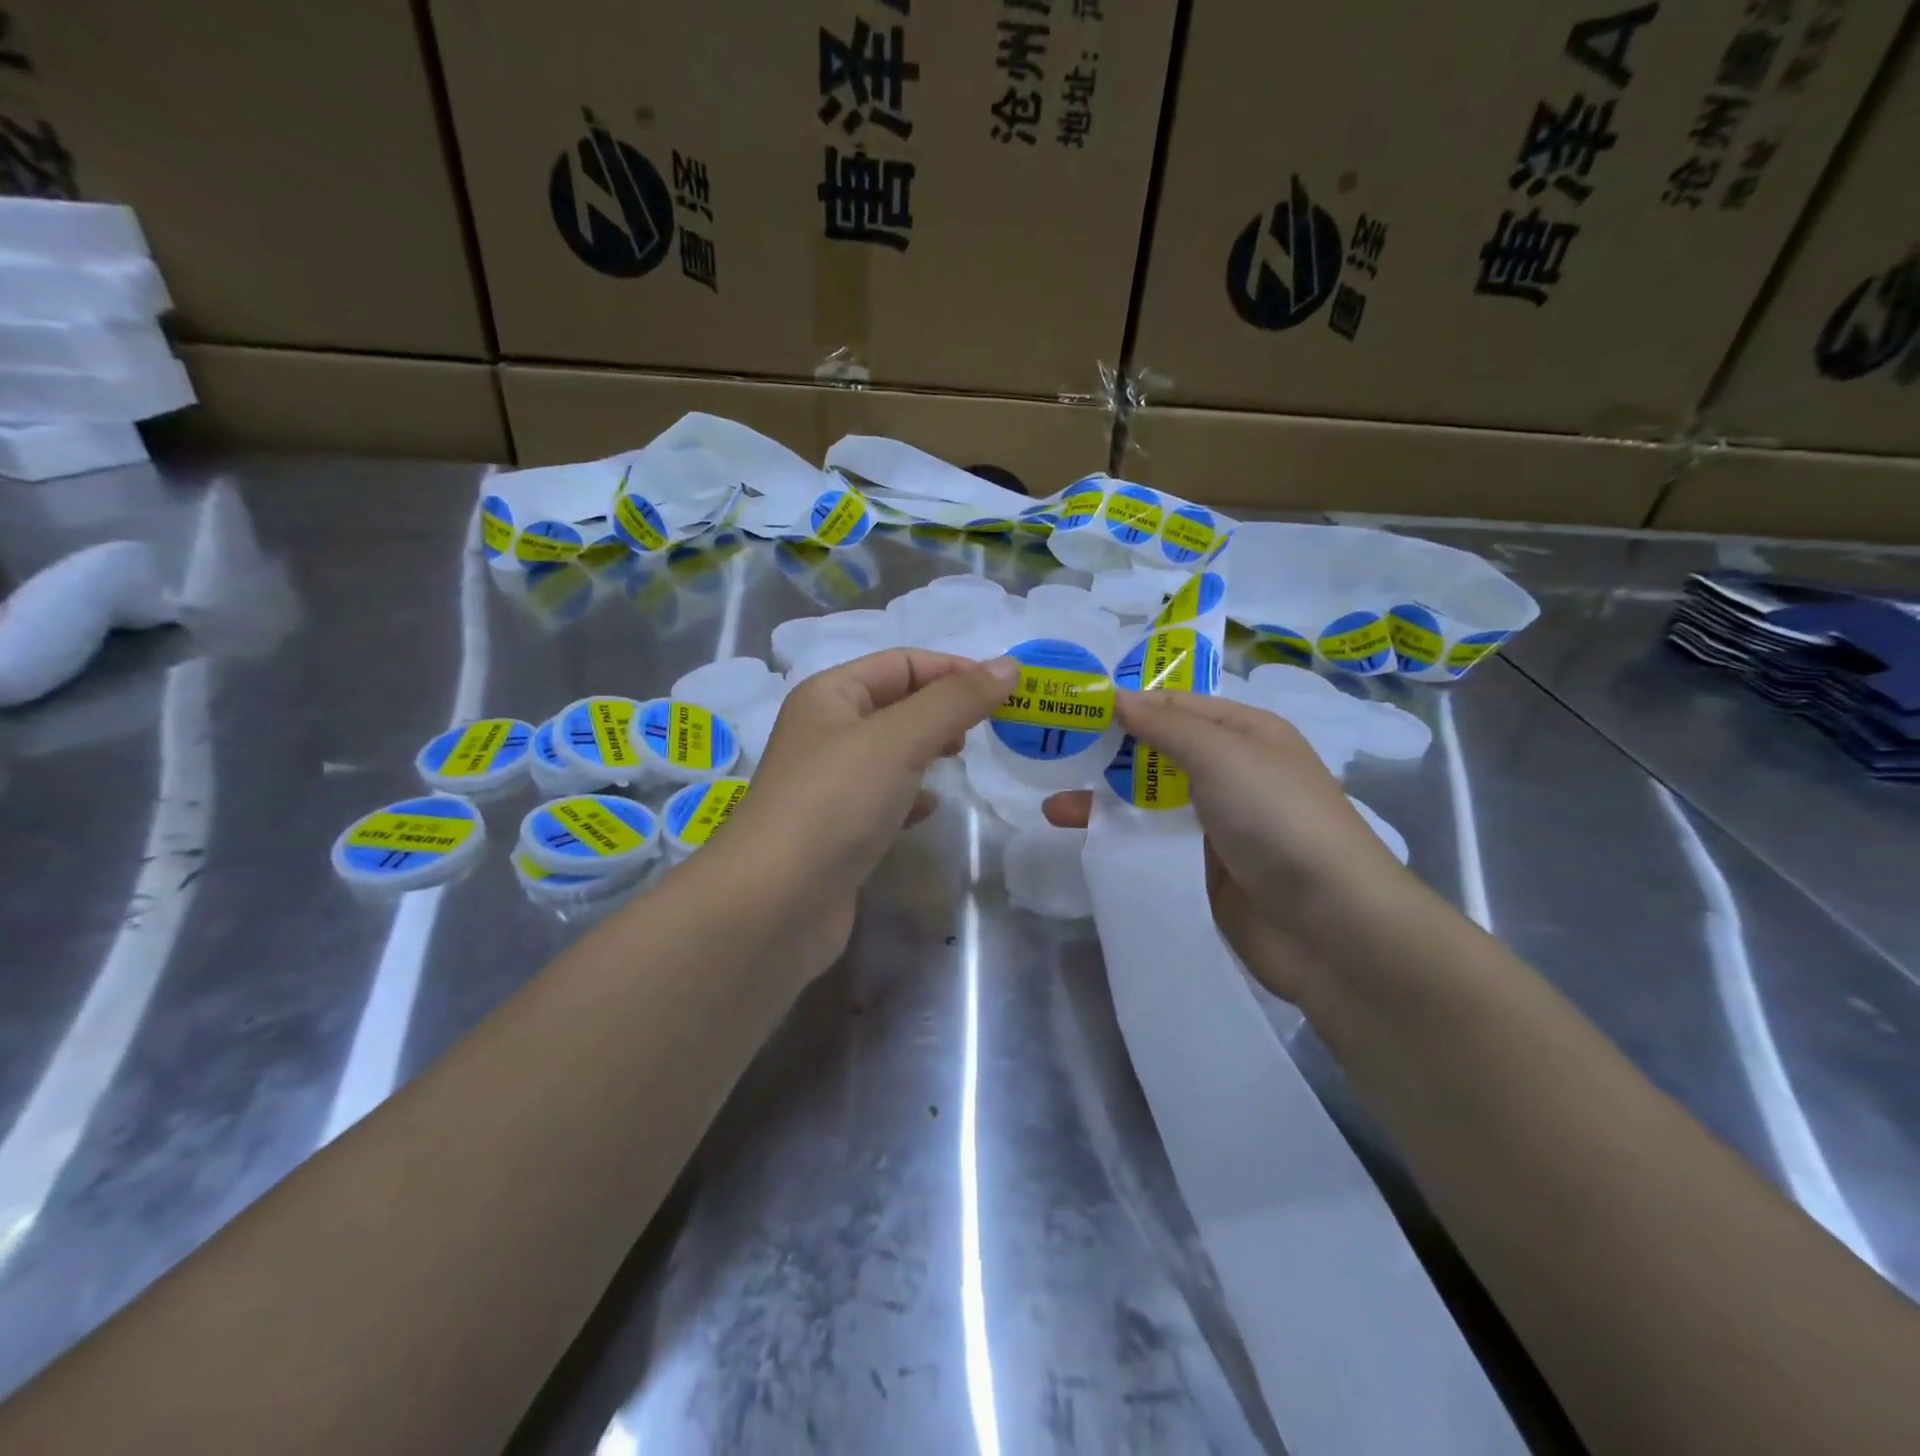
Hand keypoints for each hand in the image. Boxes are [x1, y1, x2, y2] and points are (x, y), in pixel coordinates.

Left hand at [720, 648, 1018, 980]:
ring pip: (892, 753)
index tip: (1005, 690)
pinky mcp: (837, 829)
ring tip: (962, 761)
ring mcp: (829, 784)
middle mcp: (825, 732)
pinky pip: (883, 797)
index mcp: (830, 695)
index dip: (953, 669)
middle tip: (988, 727)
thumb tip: (1009, 665)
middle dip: (944, 711)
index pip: (901, 663)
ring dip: (929, 751)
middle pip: (896, 704)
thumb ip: (956, 701)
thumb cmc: (836, 802)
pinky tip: (929, 810)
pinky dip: (911, 797)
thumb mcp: (900, 739)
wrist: (775, 904)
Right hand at [1043, 690, 1409, 1001]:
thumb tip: (1117, 697)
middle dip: (1107, 754)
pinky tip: (1082, 845)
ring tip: (1052, 809)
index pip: (1175, 705)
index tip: (1071, 709)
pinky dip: (1121, 842)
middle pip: (1158, 754)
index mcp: (1246, 734)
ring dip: (1104, 802)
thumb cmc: (1278, 820)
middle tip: (1051, 757)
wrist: (1332, 927)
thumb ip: (1166, 726)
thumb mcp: (1223, 756)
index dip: (1127, 704)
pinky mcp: (1203, 871)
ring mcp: (1217, 826)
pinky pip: (1154, 847)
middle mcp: (1232, 773)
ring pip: (1149, 804)